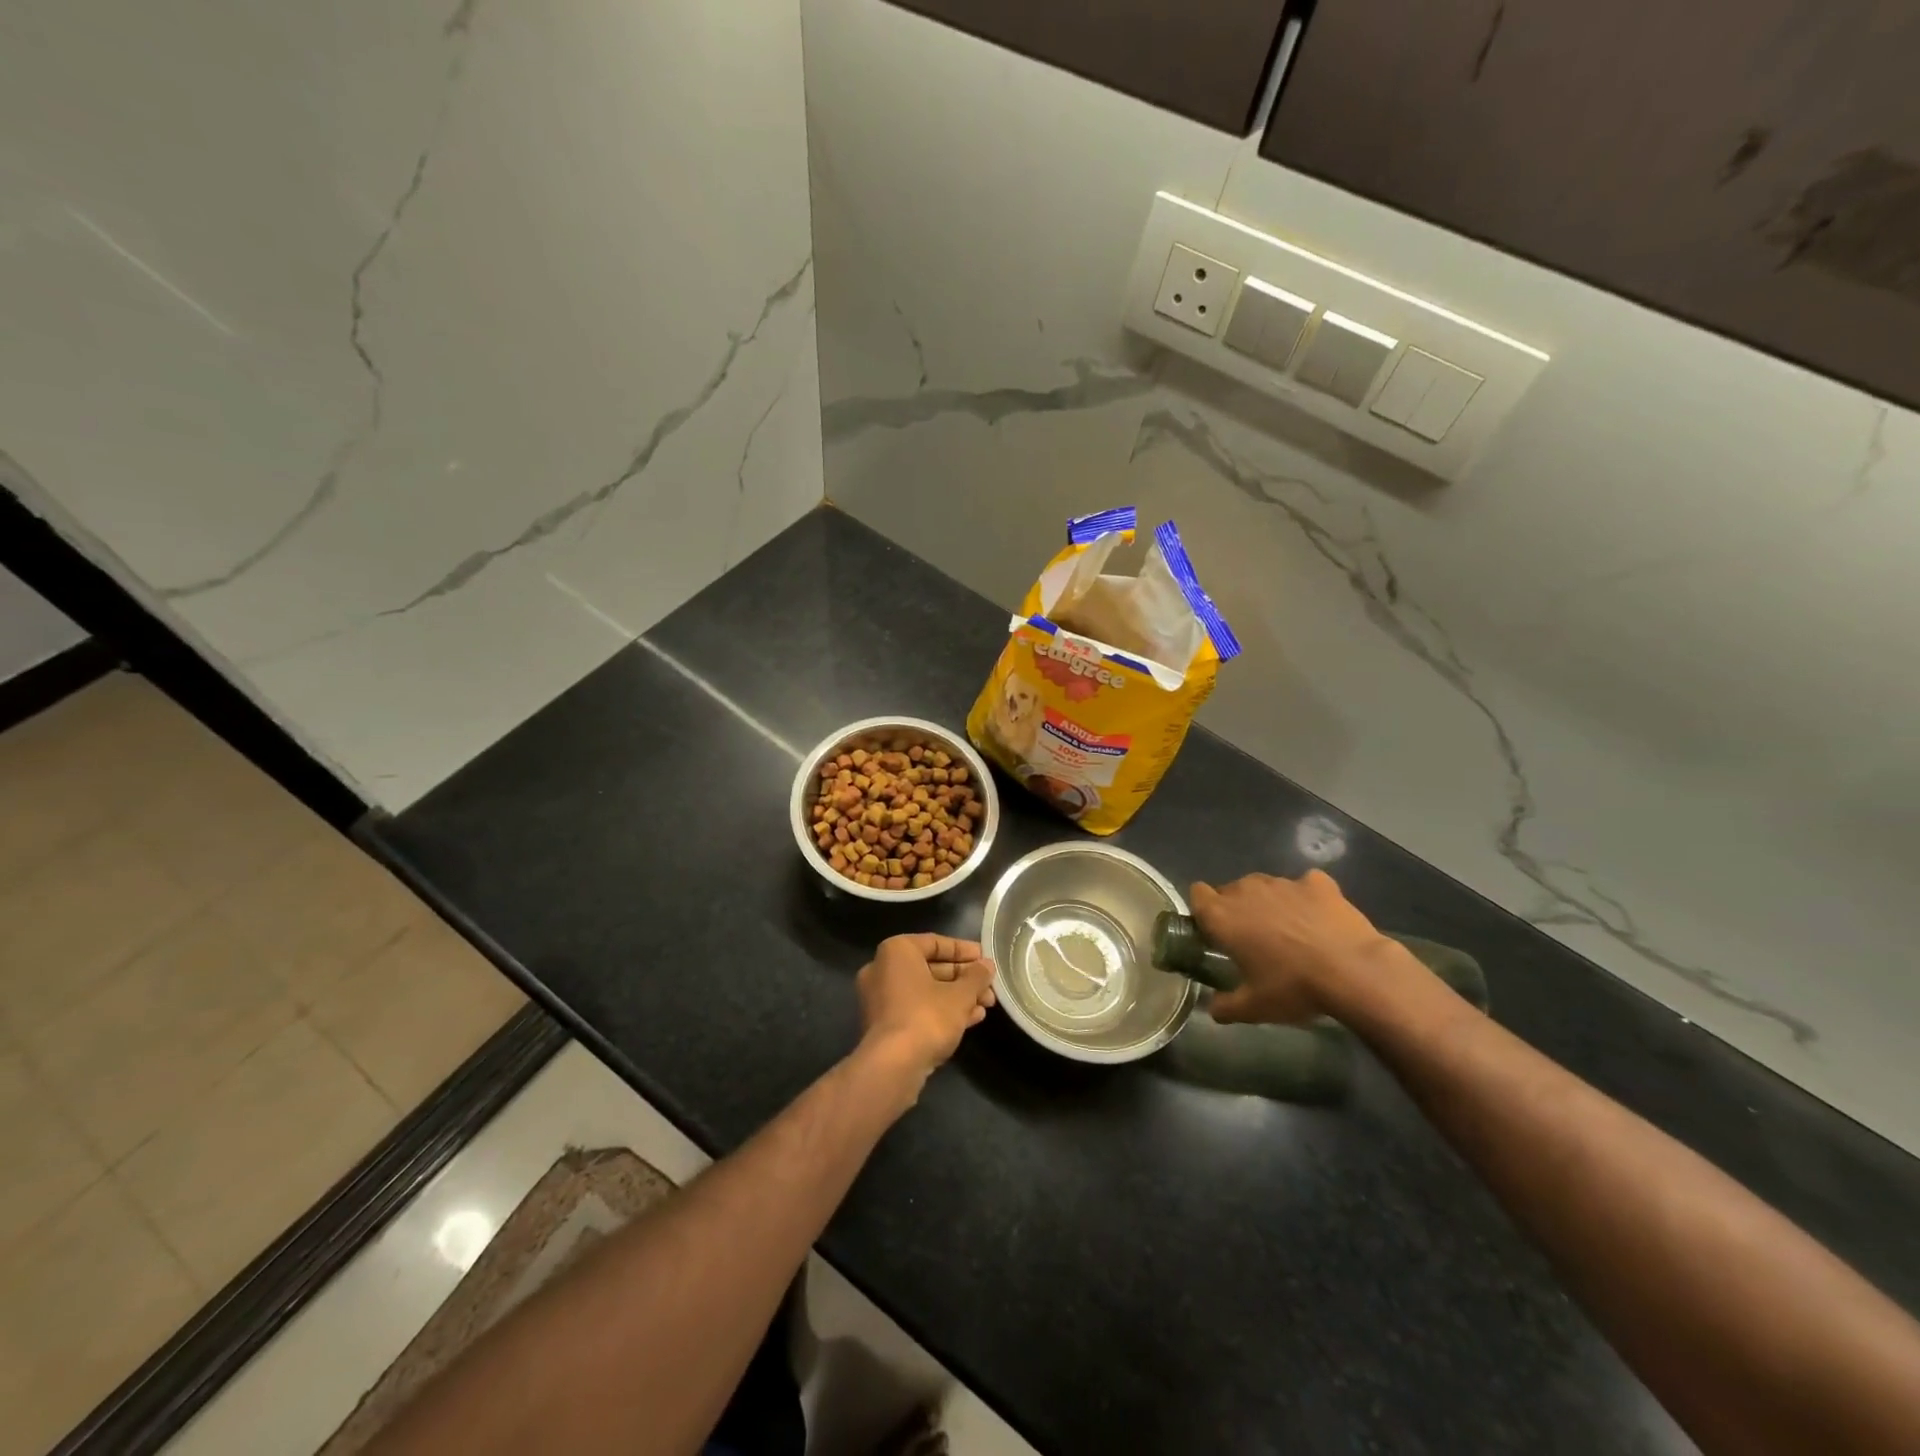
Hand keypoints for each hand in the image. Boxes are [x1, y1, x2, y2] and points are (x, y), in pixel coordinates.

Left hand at [856, 934, 996, 1082]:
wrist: (893, 1066)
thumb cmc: (927, 1016)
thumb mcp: (960, 995)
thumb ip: (976, 977)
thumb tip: (987, 966)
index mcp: (896, 952)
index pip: (935, 943)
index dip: (964, 951)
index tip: (985, 959)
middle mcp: (882, 970)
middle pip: (931, 968)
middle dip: (963, 978)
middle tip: (989, 986)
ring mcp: (880, 999)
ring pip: (926, 991)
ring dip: (957, 997)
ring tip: (986, 1004)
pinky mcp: (884, 1025)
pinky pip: (917, 1009)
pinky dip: (941, 1011)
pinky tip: (971, 1019)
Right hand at [1190, 870, 1395, 1024]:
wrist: (1354, 971)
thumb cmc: (1293, 987)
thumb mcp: (1254, 1008)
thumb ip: (1225, 1006)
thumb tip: (1213, 1008)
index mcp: (1223, 916)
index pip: (1197, 894)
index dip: (1203, 911)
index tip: (1215, 932)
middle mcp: (1247, 890)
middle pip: (1231, 890)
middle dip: (1237, 909)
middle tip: (1253, 940)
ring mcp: (1284, 883)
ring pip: (1265, 886)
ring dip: (1270, 903)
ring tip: (1290, 931)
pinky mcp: (1317, 883)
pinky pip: (1304, 885)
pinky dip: (1307, 898)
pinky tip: (1319, 920)